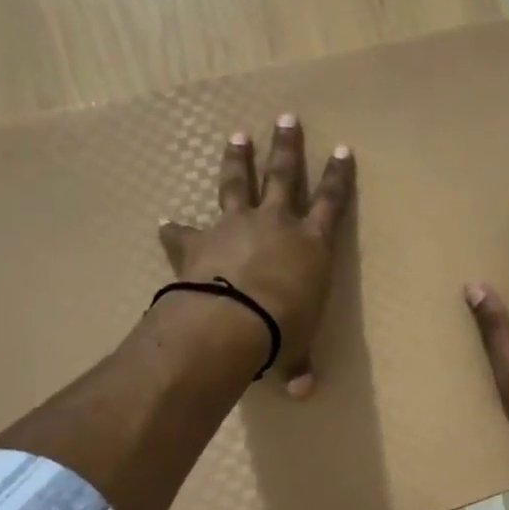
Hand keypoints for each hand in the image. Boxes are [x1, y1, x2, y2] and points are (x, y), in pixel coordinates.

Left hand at [158, 115, 354, 396]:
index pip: (332, 202)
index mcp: (311, 244)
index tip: (342, 149)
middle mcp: (276, 224)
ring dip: (237, 160)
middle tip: (285, 119)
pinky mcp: (198, 240)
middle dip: (287, 147)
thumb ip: (296, 364)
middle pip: (283, 176)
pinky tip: (166, 222)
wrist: (231, 322)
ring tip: (236, 135)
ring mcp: (235, 226)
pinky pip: (185, 231)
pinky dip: (176, 229)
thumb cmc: (281, 330)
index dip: (338, 176)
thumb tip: (301, 391)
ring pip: (237, 184)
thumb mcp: (294, 349)